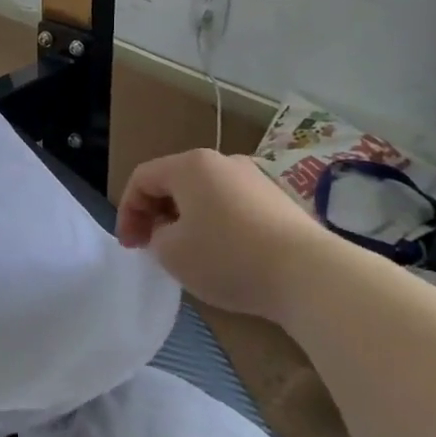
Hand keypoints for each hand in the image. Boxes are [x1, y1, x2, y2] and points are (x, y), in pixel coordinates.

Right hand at [117, 149, 325, 317]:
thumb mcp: (171, 253)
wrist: (308, 273)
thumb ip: (155, 237)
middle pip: (174, 182)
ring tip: (186, 253)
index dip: (127, 211)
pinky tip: (222, 255)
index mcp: (191, 165)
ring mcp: (255, 178)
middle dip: (155, 214)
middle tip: (151, 247)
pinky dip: (216, 225)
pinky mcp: (278, 200)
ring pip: (205, 194)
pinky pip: (232, 206)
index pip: (142, 178)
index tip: (129, 246)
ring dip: (186, 220)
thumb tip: (169, 231)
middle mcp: (223, 162)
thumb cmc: (227, 257)